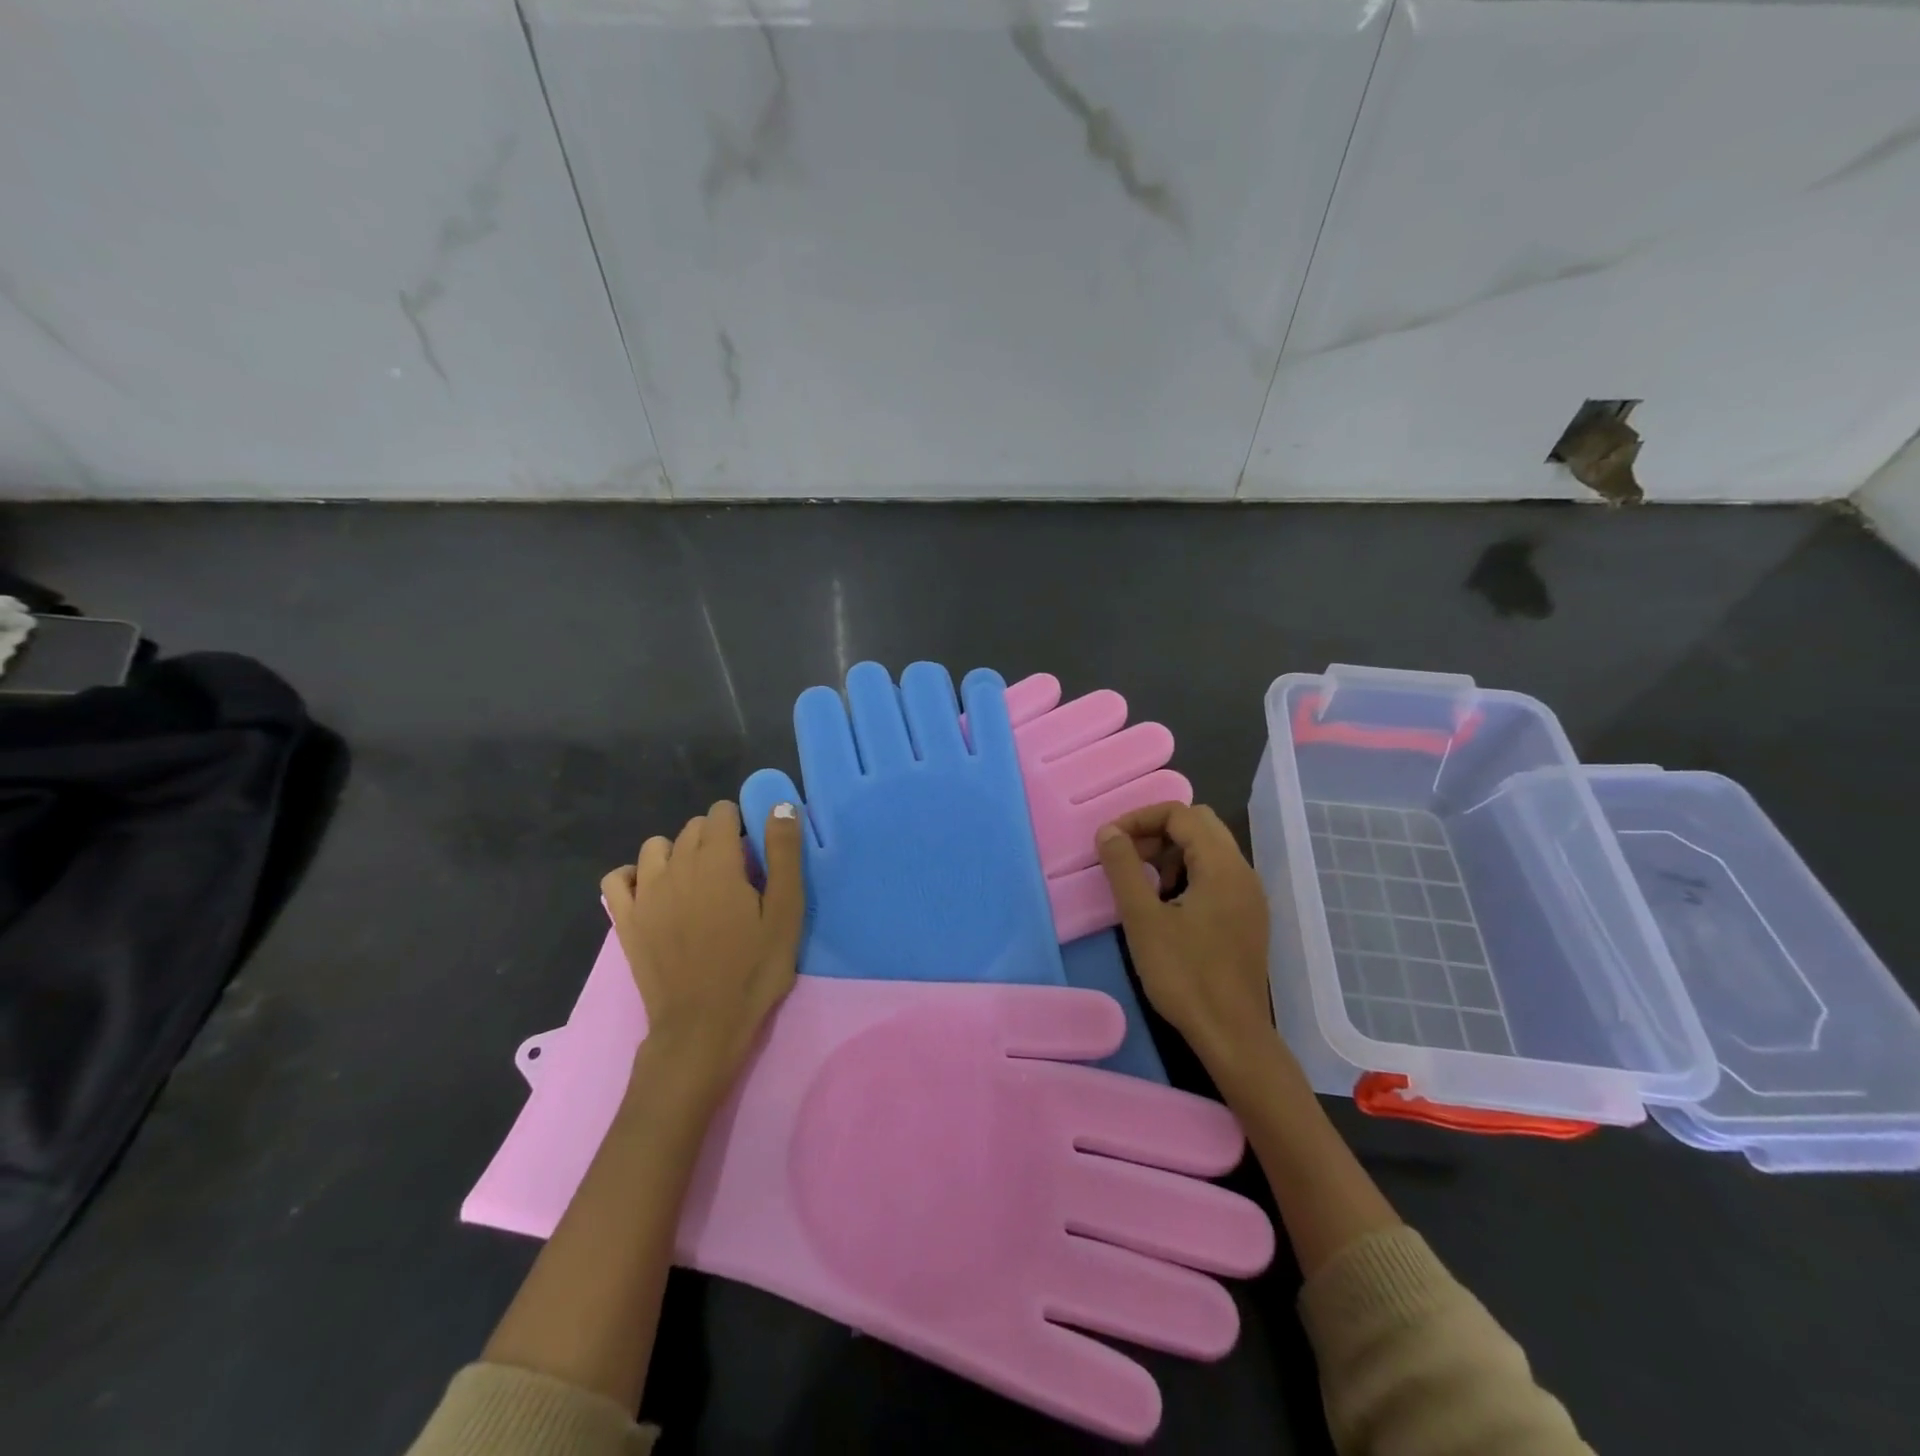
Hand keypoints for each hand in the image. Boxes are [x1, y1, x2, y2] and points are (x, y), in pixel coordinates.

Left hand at [601, 800, 804, 1089]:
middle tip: (735, 875)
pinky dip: (634, 876)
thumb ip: (783, 854)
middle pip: (692, 829)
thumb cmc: (753, 969)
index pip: (721, 813)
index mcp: (716, 861)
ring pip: (656, 847)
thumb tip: (780, 806)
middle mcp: (675, 867)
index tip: (754, 854)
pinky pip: (618, 878)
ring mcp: (645, 893)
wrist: (703, 1025)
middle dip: (714, 839)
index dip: (740, 825)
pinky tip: (654, 891)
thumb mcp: (785, 912)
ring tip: (697, 883)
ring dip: (678, 853)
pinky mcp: (625, 920)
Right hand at [1095, 803, 1273, 1075]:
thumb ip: (1123, 868)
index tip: (1110, 841)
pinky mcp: (1247, 917)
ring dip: (1171, 853)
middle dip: (1157, 831)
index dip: (1140, 818)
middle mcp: (1242, 872)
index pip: (1180, 814)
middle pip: (1199, 825)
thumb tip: (1108, 831)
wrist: (1231, 1034)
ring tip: (1143, 885)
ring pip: (1209, 849)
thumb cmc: (1184, 975)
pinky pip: (1216, 875)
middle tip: (1126, 858)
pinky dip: (1188, 873)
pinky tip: (1167, 907)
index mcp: (1222, 866)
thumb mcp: (1143, 919)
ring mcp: (1249, 896)